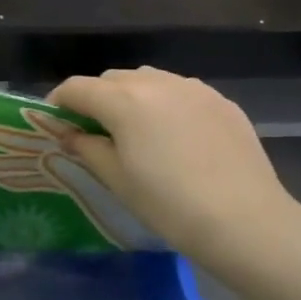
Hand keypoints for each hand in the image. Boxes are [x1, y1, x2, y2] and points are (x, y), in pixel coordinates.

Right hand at [48, 68, 300, 259]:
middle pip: (112, 79)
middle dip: (96, 99)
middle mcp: (156, 82)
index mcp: (124, 100)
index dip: (59, 103)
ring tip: (137, 131)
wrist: (244, 220)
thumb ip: (87, 148)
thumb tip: (69, 133)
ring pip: (148, 79)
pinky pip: (181, 91)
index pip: (76, 87)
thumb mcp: (117, 179)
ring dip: (132, 97)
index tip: (56, 125)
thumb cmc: (169, 204)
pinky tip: (175, 137)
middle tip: (95, 132)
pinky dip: (166, 104)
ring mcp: (193, 88)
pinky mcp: (221, 100)